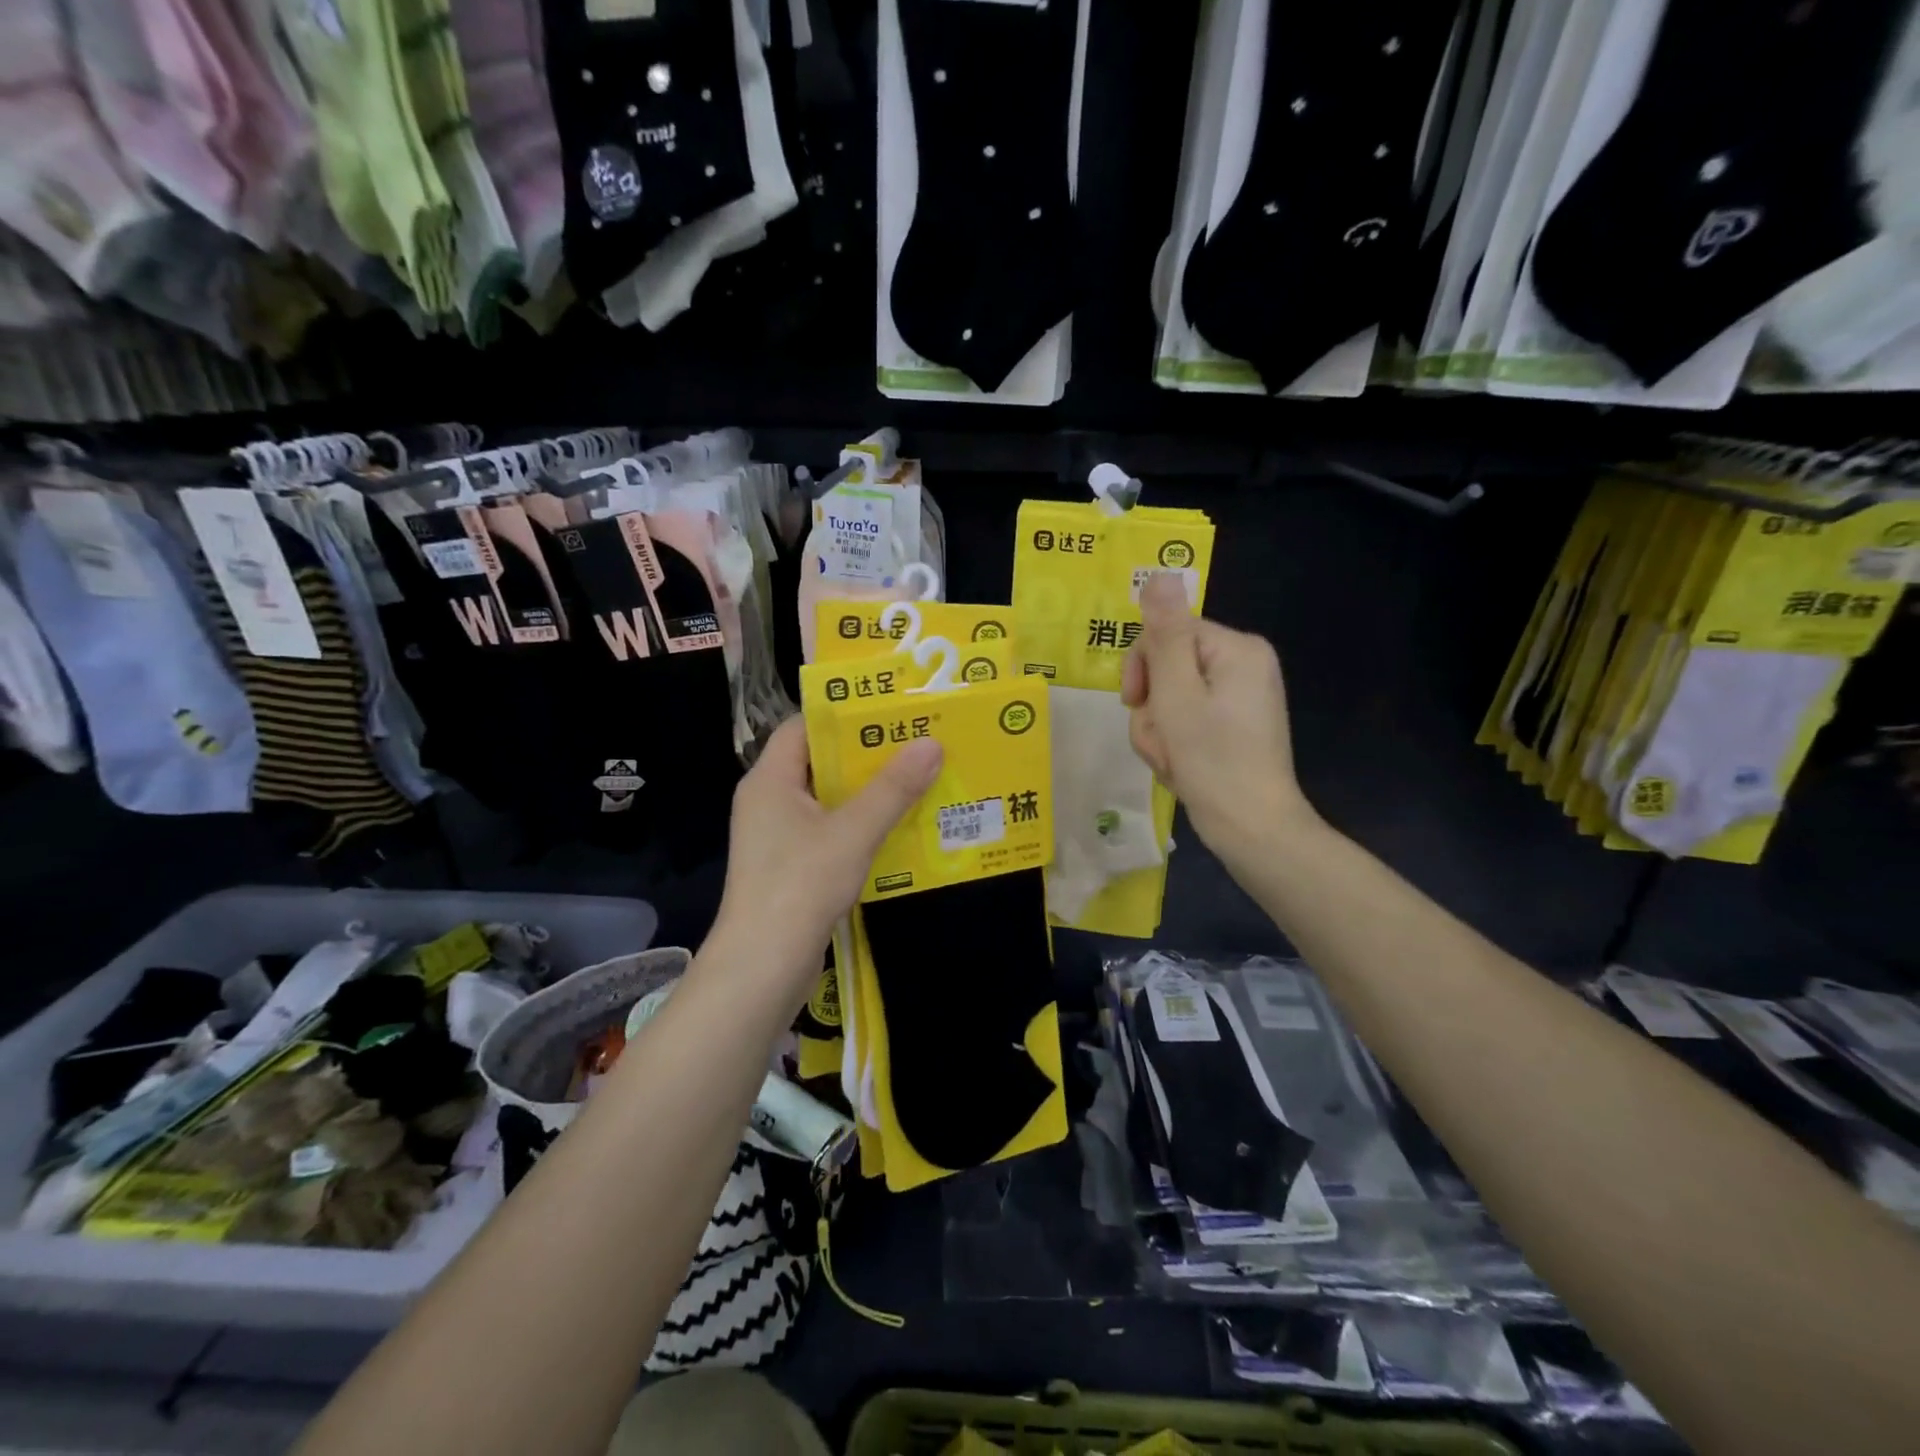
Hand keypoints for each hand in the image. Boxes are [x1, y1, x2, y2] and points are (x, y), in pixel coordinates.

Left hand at [709, 716, 941, 999]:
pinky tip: (897, 827)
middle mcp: (768, 801)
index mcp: (770, 779)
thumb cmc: (800, 885)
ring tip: (916, 779)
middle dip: (865, 754)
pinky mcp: (789, 866)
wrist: (762, 966)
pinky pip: (827, 831)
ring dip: (867, 792)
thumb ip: (893, 788)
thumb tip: (931, 744)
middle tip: (914, 743)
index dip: (842, 714)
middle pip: (817, 762)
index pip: (802, 726)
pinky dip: (858, 825)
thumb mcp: (853, 832)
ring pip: (826, 800)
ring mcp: (776, 836)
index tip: (888, 711)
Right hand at [1122, 573, 1316, 864]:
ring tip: (1171, 761)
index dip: (1142, 668)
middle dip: (1152, 707)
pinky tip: (1181, 768)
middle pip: (1167, 667)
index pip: (1167, 633)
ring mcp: (1240, 697)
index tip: (1136, 704)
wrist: (1253, 831)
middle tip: (1161, 742)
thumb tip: (1161, 573)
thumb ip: (1164, 635)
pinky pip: (1186, 720)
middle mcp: (1243, 664)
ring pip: (1170, 698)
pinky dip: (1174, 744)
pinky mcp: (1233, 726)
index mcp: (1237, 648)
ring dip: (1158, 731)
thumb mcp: (1177, 695)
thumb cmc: (1213, 761)